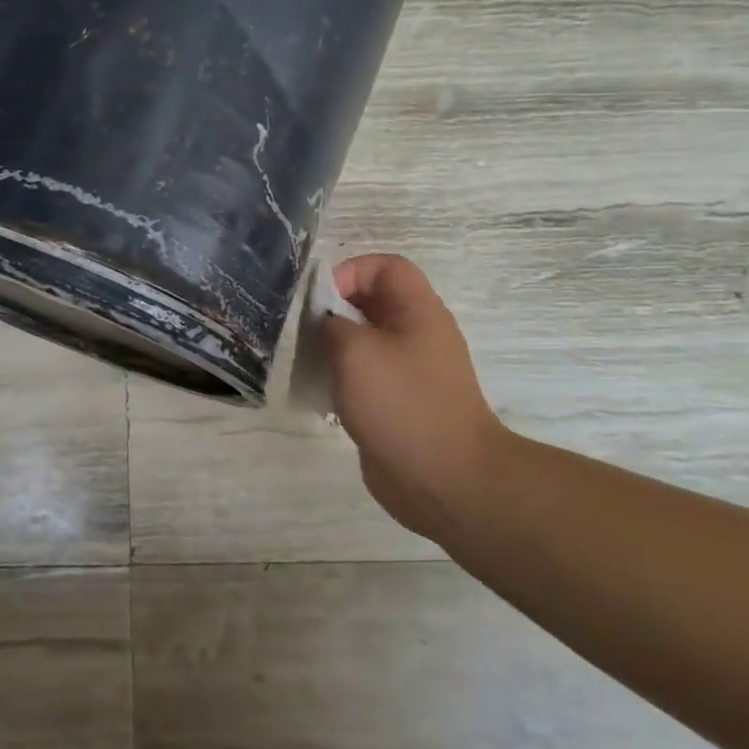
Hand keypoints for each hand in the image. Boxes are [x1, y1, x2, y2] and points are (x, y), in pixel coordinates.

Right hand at [321, 254, 508, 541]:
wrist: (446, 481)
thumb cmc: (402, 404)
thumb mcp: (355, 352)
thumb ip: (330, 325)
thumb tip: (323, 324)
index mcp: (418, 312)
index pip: (385, 267)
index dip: (350, 271)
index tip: (319, 300)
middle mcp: (417, 335)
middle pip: (372, 302)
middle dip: (333, 309)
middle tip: (301, 327)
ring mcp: (409, 371)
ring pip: (364, 340)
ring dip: (332, 345)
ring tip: (304, 358)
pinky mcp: (397, 403)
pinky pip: (364, 375)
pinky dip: (339, 376)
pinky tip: (319, 391)